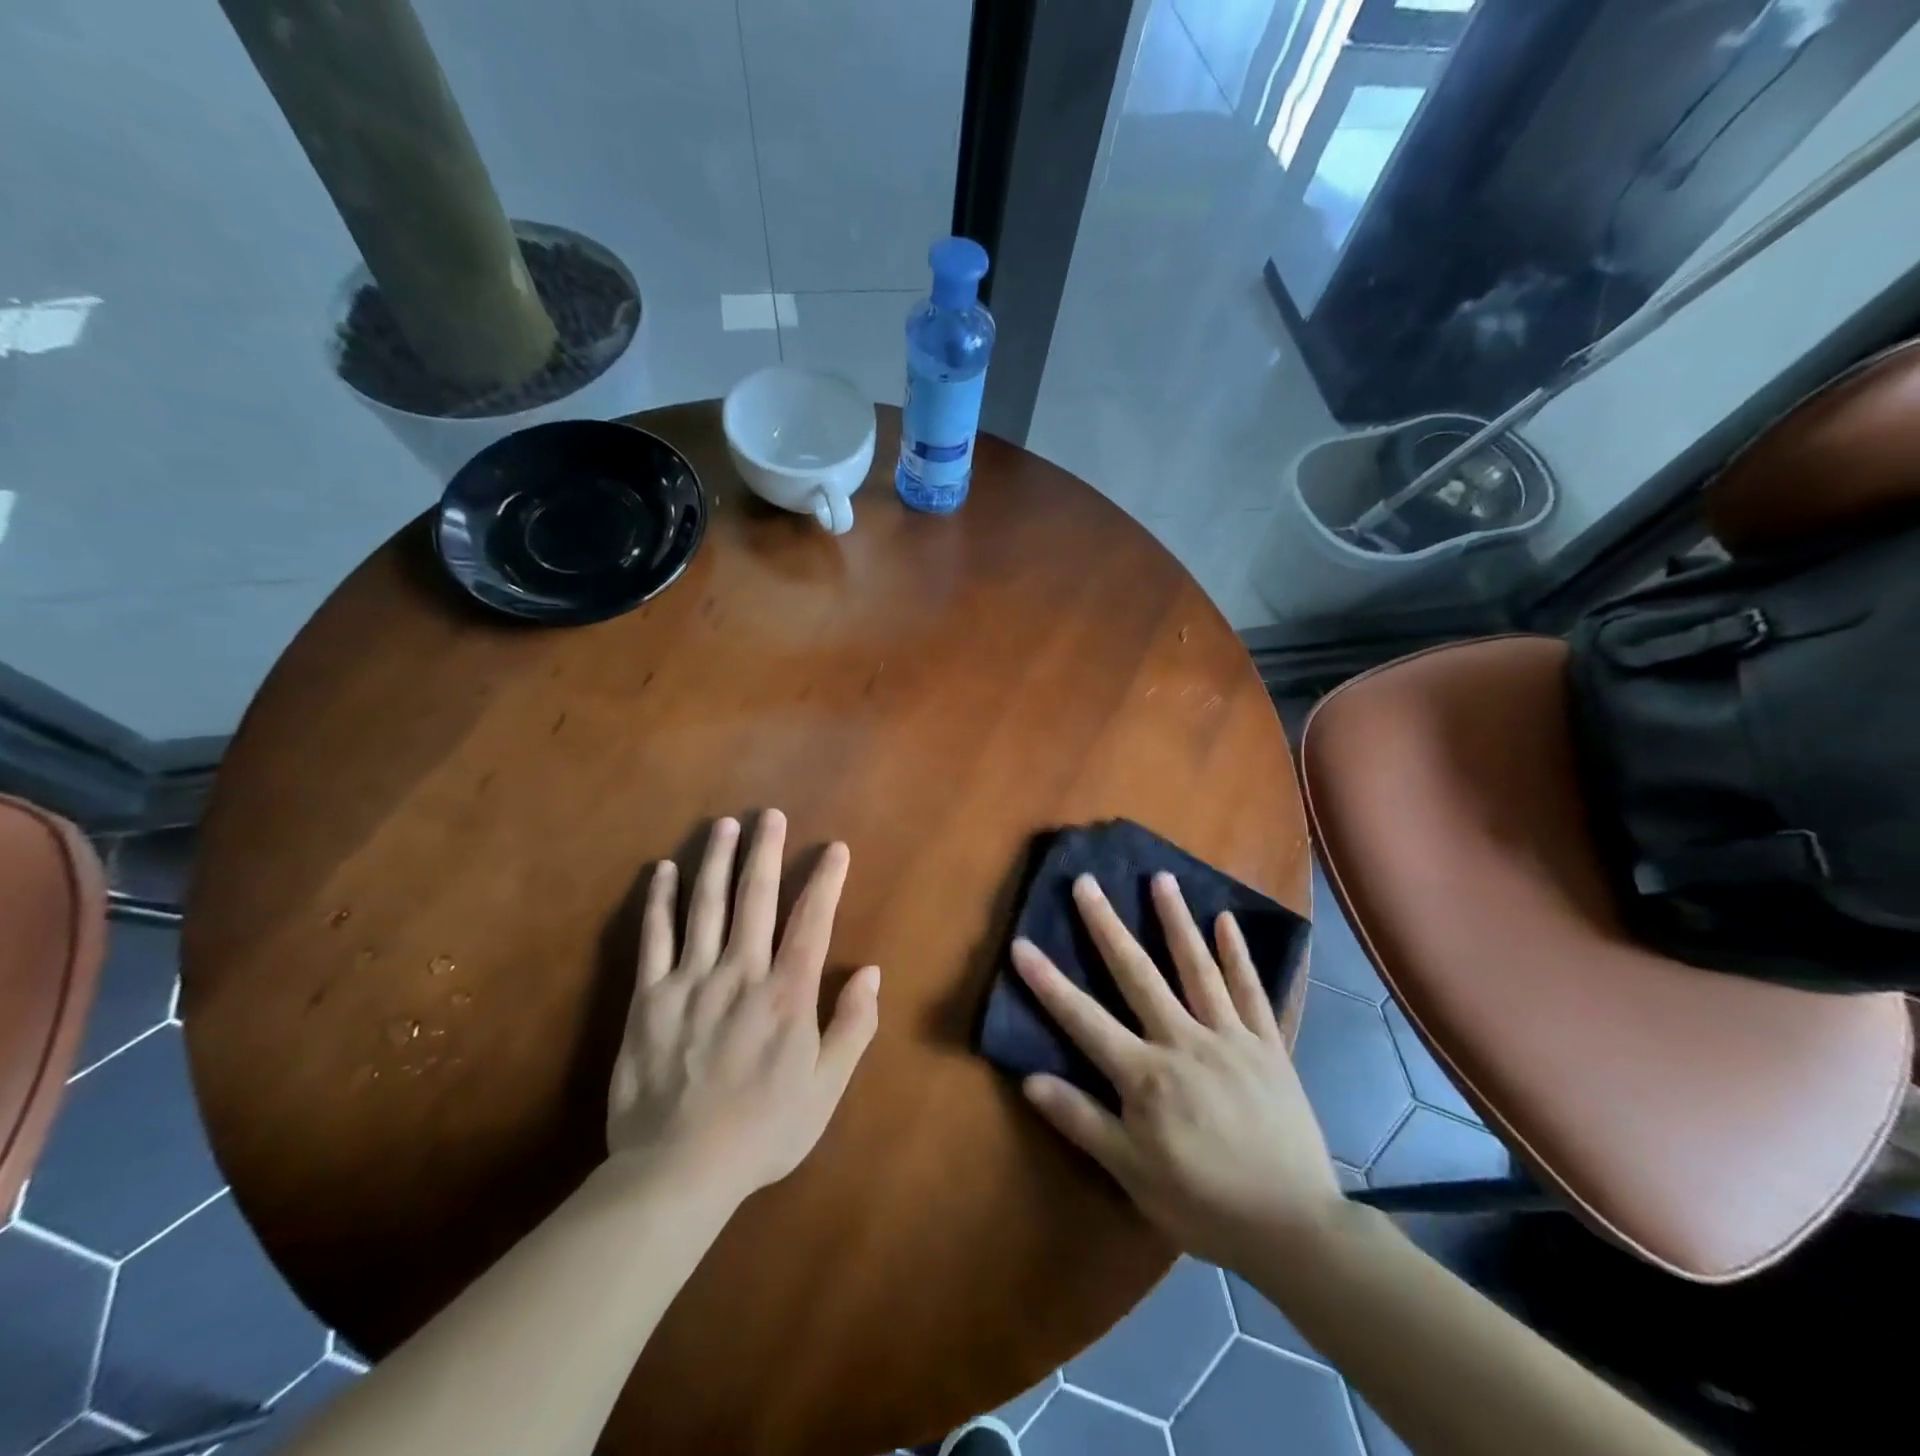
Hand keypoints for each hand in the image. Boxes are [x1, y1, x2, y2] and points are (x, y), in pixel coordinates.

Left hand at [607, 811, 879, 1201]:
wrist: (676, 1173)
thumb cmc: (761, 1132)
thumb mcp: (826, 1090)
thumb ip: (852, 1027)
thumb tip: (871, 972)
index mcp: (786, 995)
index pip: (812, 921)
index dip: (826, 880)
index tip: (834, 849)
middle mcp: (740, 974)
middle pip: (755, 899)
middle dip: (765, 852)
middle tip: (770, 815)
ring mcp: (690, 982)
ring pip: (705, 907)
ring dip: (716, 861)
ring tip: (723, 825)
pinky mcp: (648, 998)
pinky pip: (654, 939)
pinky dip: (660, 902)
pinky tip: (662, 871)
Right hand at [1013, 872, 1341, 1266]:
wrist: (1295, 1227)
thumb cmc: (1204, 1203)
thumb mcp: (1133, 1174)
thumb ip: (1082, 1121)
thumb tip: (1030, 1080)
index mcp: (1146, 1075)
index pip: (1084, 1019)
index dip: (1048, 983)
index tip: (1021, 944)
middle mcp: (1184, 1041)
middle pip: (1137, 974)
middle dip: (1107, 926)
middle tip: (1087, 882)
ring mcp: (1230, 1037)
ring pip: (1197, 968)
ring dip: (1176, 921)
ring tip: (1160, 878)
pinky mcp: (1268, 1045)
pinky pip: (1251, 990)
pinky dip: (1238, 954)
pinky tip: (1226, 920)